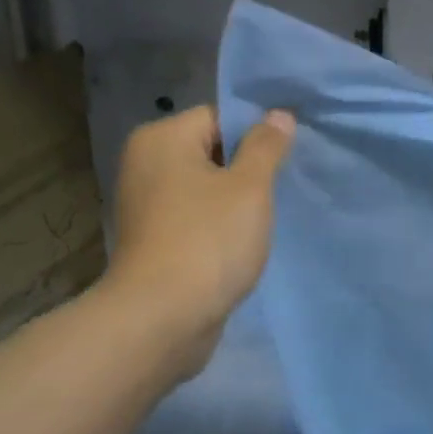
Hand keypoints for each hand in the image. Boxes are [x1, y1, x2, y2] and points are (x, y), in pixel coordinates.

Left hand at [100, 105, 295, 376]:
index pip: (220, 116)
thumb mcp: (249, 187)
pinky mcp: (154, 239)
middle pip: (212, 150)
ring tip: (266, 216)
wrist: (162, 319)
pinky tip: (243, 241)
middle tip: (282, 187)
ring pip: (206, 187)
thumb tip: (278, 114)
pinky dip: (219, 224)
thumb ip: (266, 146)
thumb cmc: (208, 241)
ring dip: (237, 200)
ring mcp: (146, 204)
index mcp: (162, 138)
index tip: (286, 157)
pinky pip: (196, 217)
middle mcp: (146, 164)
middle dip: (248, 168)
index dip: (257, 134)